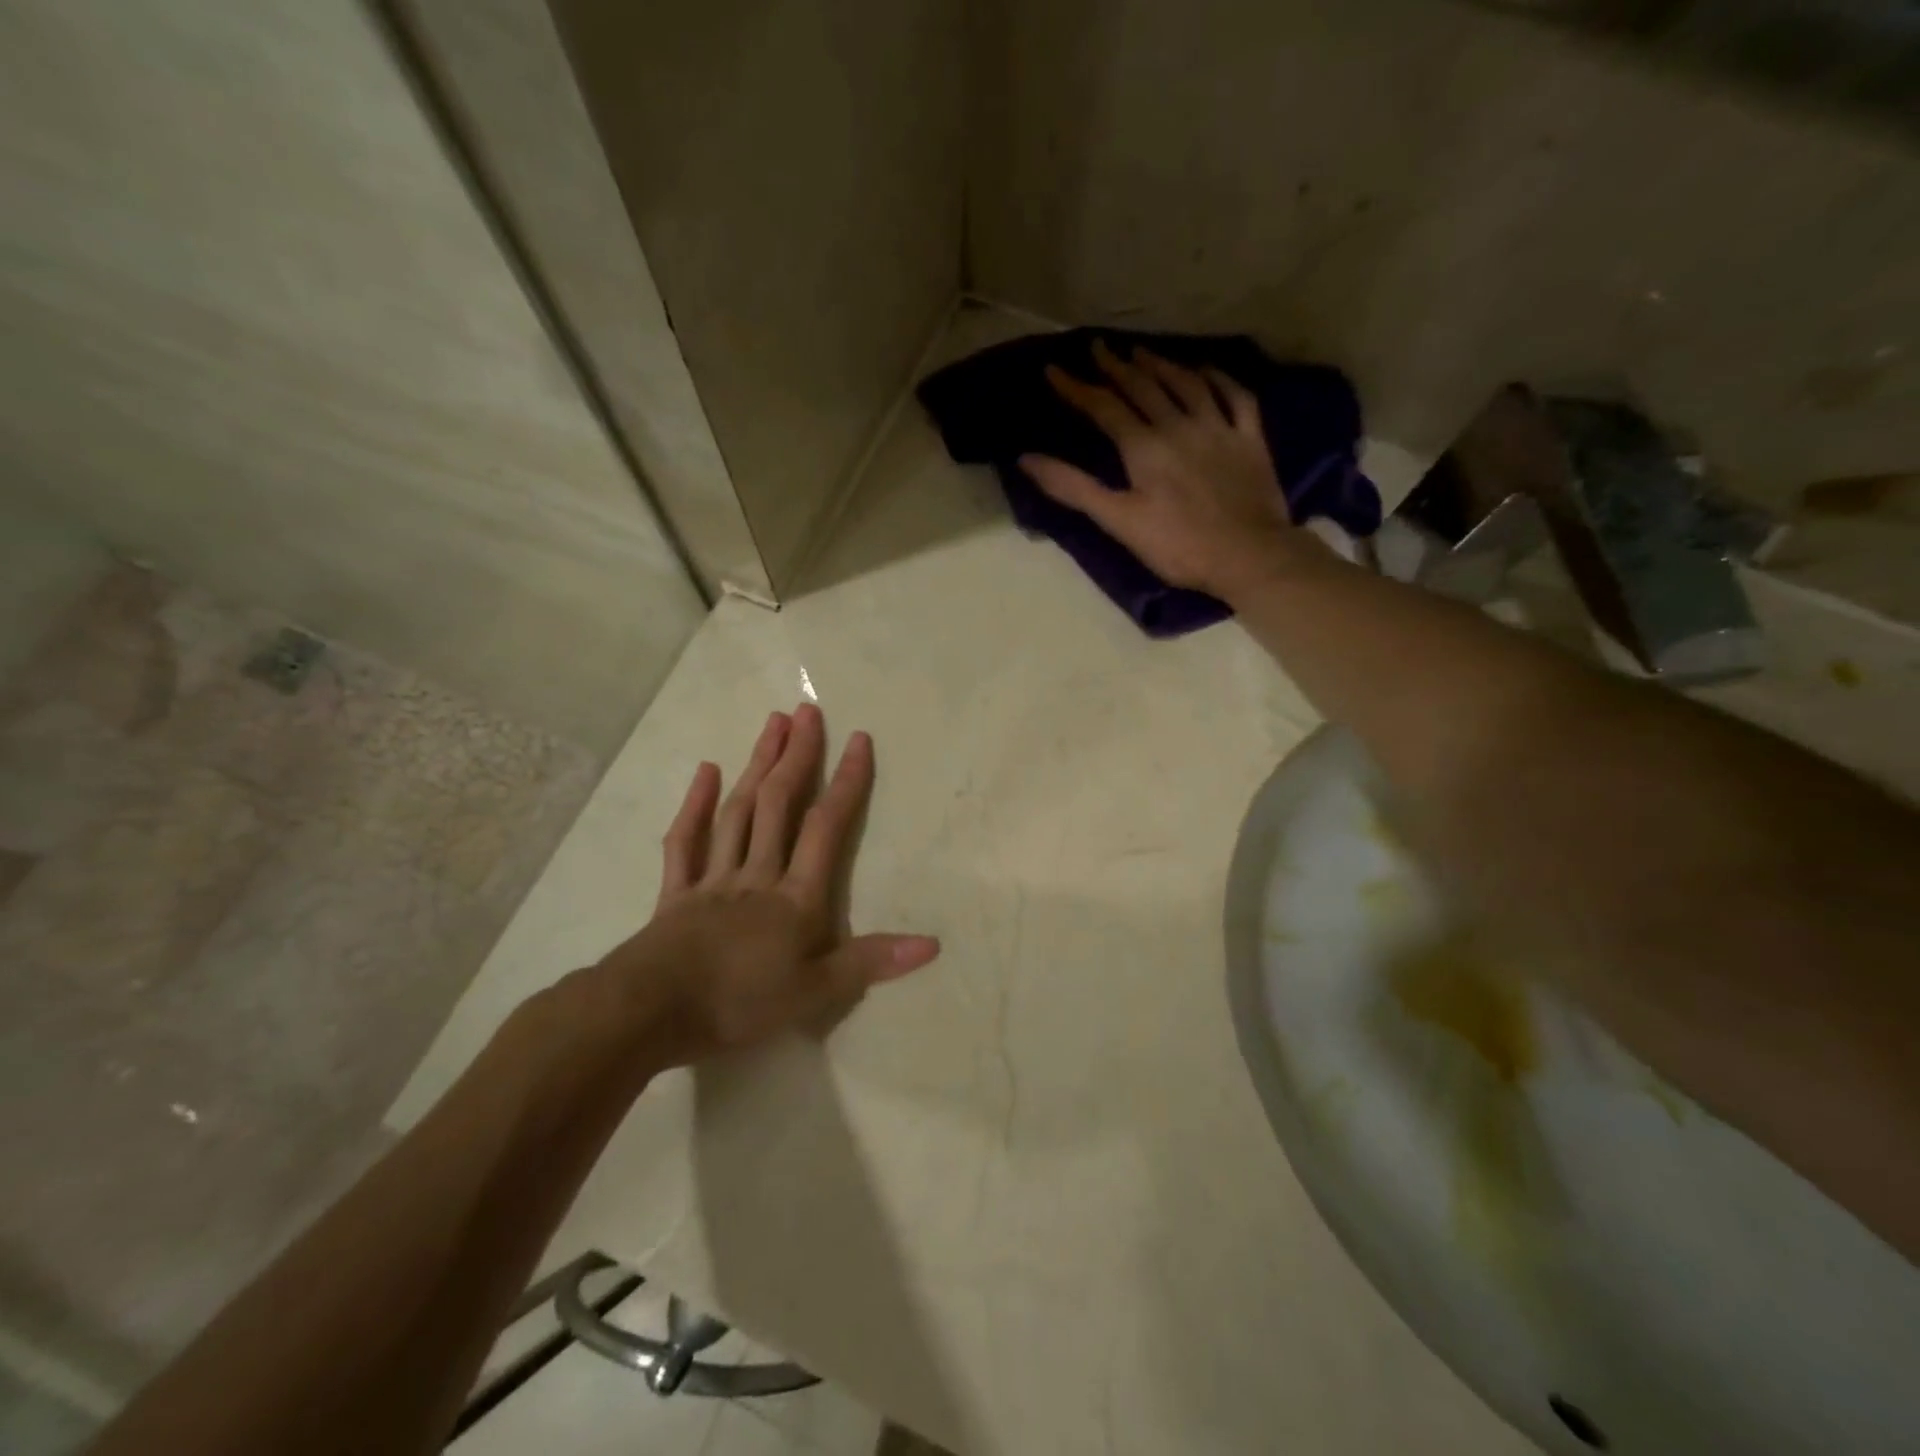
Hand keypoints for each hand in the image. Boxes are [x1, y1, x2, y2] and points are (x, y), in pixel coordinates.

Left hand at [564, 704, 939, 1068]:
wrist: (649, 1012)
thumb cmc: (738, 1004)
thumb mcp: (814, 993)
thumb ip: (870, 963)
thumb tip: (932, 943)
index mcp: (795, 897)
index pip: (826, 828)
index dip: (846, 782)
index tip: (859, 739)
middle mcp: (757, 875)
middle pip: (778, 805)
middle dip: (797, 757)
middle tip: (807, 711)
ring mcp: (713, 880)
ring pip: (738, 812)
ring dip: (757, 765)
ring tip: (772, 724)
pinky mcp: (676, 893)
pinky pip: (685, 842)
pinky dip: (695, 806)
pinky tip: (706, 771)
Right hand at [1020, 339, 1312, 601]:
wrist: (1247, 555)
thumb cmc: (1177, 545)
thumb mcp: (1118, 521)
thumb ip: (1074, 488)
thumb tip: (1027, 459)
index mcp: (1144, 447)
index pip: (1104, 407)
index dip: (1077, 388)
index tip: (1054, 369)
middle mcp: (1179, 426)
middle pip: (1143, 387)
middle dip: (1116, 366)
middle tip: (1098, 347)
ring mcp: (1218, 428)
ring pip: (1186, 384)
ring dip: (1161, 365)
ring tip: (1142, 352)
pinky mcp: (1250, 439)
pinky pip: (1235, 396)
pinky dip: (1218, 378)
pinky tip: (1206, 370)